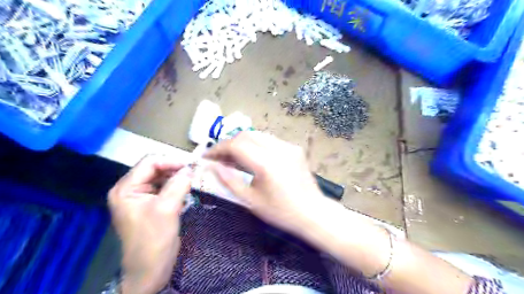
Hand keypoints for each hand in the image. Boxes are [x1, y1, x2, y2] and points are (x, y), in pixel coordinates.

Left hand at [108, 156, 191, 291]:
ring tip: (191, 183)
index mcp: (126, 189)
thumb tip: (191, 168)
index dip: (171, 161)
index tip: (190, 167)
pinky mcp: (151, 204)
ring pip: (162, 177)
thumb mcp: (166, 210)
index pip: (149, 163)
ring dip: (177, 178)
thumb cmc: (154, 241)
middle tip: (194, 174)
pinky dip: (176, 187)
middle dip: (175, 170)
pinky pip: (165, 187)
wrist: (150, 270)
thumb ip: (178, 185)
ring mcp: (140, 197)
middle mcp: (130, 189)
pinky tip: (186, 192)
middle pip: (155, 168)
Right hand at [205, 132, 325, 237]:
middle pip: (245, 135)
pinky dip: (255, 145)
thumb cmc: (281, 212)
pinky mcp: (294, 148)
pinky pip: (269, 140)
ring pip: (257, 135)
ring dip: (241, 143)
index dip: (218, 149)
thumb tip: (212, 167)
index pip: (236, 145)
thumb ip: (229, 181)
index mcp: (266, 163)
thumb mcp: (251, 201)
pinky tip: (252, 157)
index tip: (207, 156)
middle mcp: (278, 149)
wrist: (313, 212)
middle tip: (219, 158)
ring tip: (233, 158)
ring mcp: (288, 146)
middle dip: (228, 144)